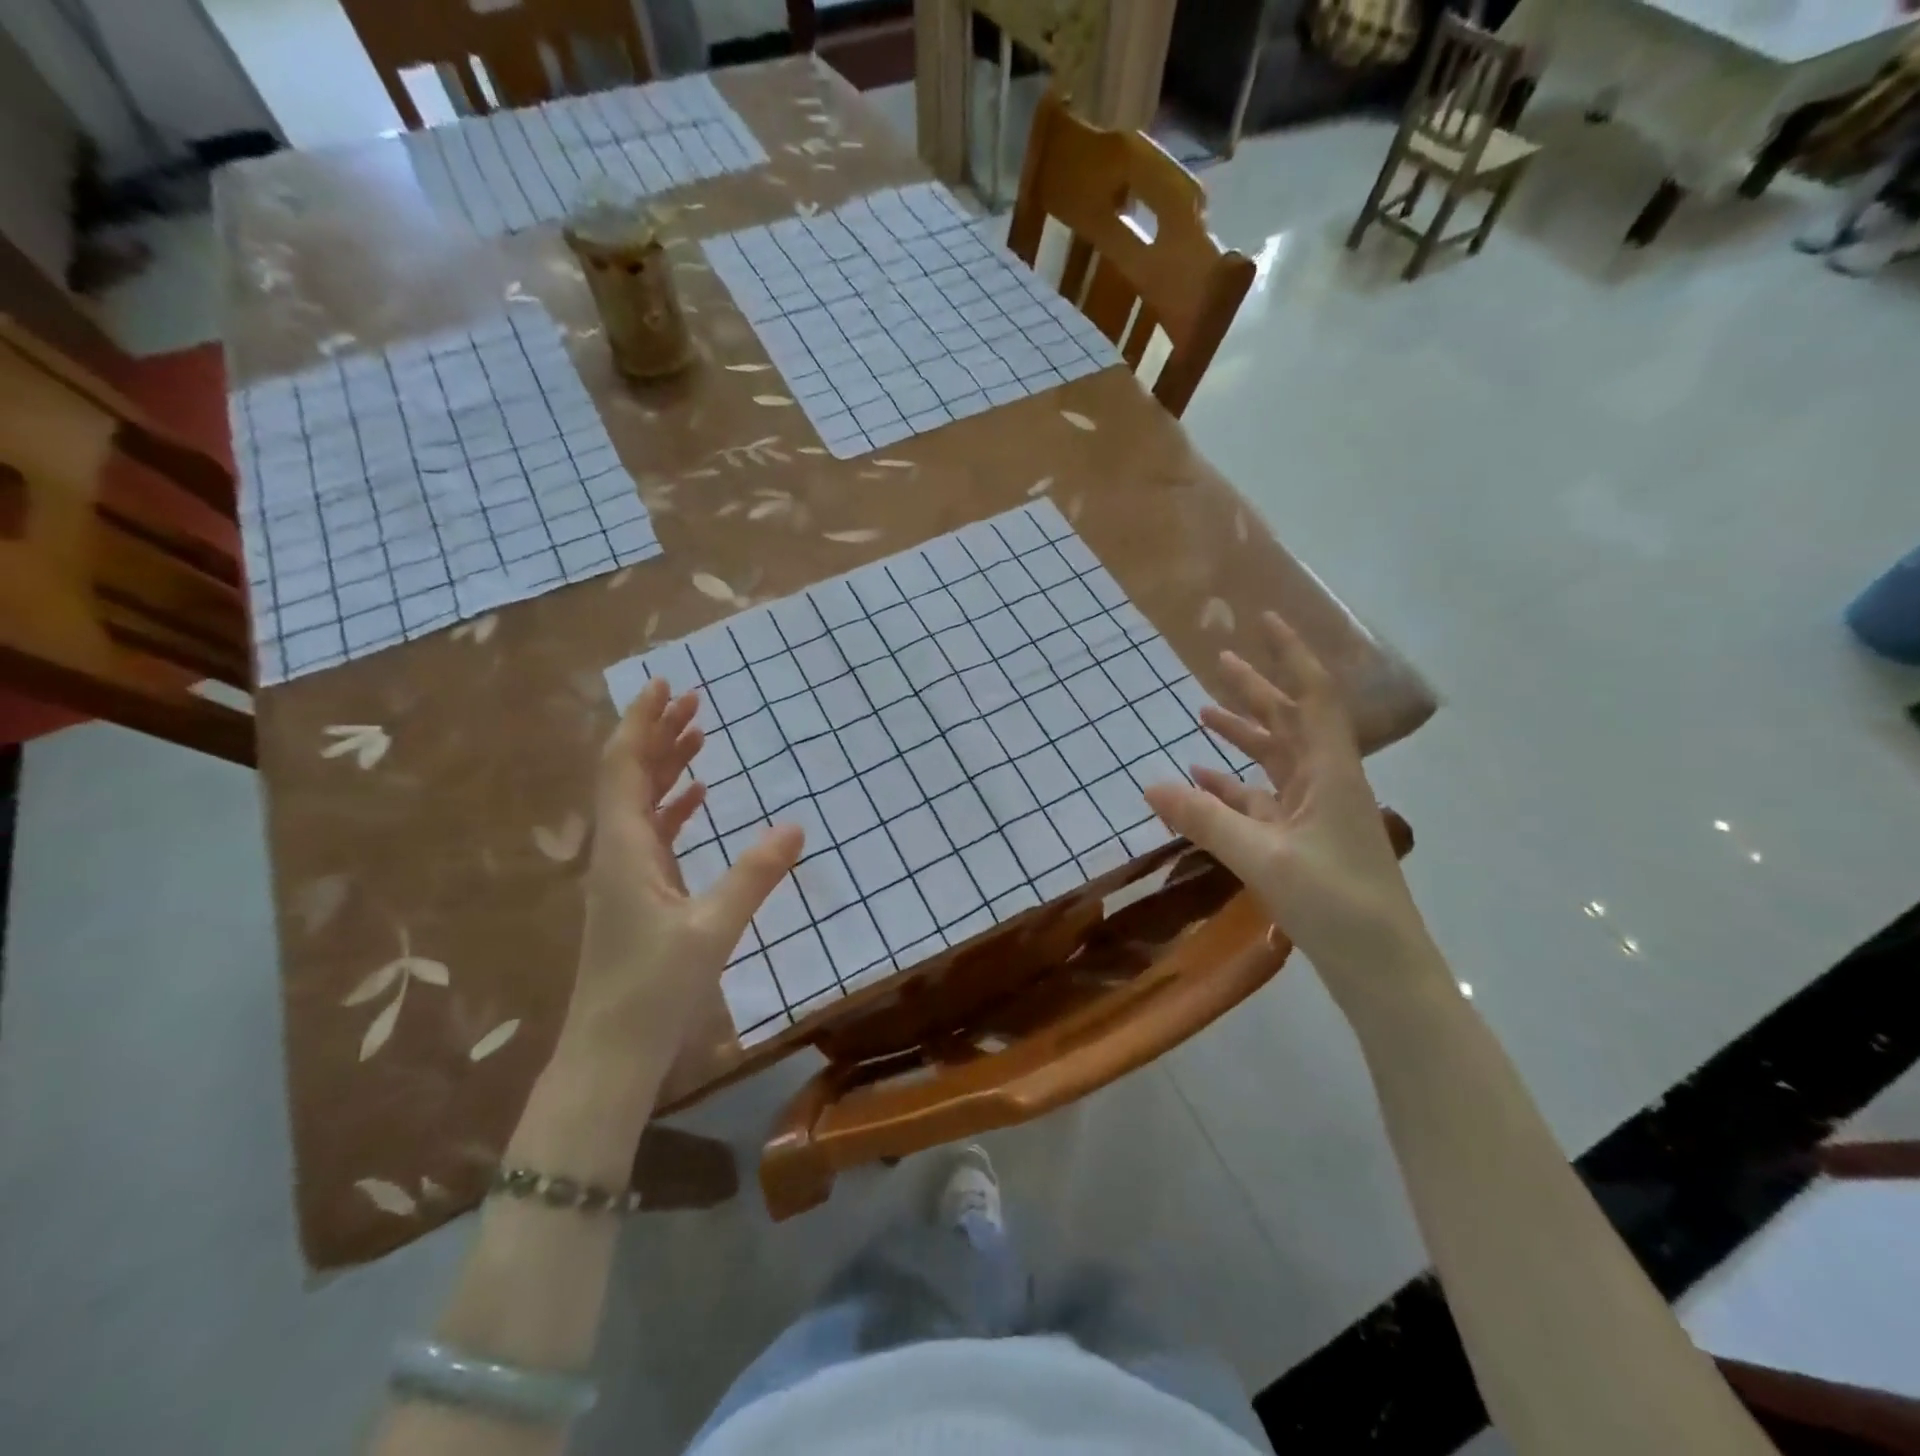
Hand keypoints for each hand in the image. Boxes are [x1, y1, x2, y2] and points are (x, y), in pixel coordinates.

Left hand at [570, 678, 803, 1060]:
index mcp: (624, 850)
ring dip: (666, 766)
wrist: (610, 1056)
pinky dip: (675, 806)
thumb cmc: (653, 991)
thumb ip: (754, 875)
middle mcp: (617, 853)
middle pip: (630, 776)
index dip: (642, 722)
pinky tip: (700, 797)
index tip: (667, 685)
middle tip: (696, 700)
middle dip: (659, 734)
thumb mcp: (712, 930)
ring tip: (700, 735)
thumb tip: (796, 826)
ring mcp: (625, 875)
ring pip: (641, 803)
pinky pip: (654, 834)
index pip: (624, 767)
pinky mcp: (638, 895)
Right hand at [1142, 613, 1426, 976]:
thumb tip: (1149, 785)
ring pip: (1274, 759)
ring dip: (1242, 734)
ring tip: (1204, 712)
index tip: (1264, 620)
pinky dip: (1232, 785)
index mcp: (1330, 772)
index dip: (1290, 654)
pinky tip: (1201, 779)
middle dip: (1256, 689)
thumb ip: (1205, 820)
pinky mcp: (1302, 842)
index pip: (1312, 696)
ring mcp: (1314, 813)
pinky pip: (1261, 799)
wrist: (1382, 969)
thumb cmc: (1338, 904)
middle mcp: (1325, 782)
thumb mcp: (1264, 858)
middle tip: (1219, 659)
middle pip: (1289, 721)